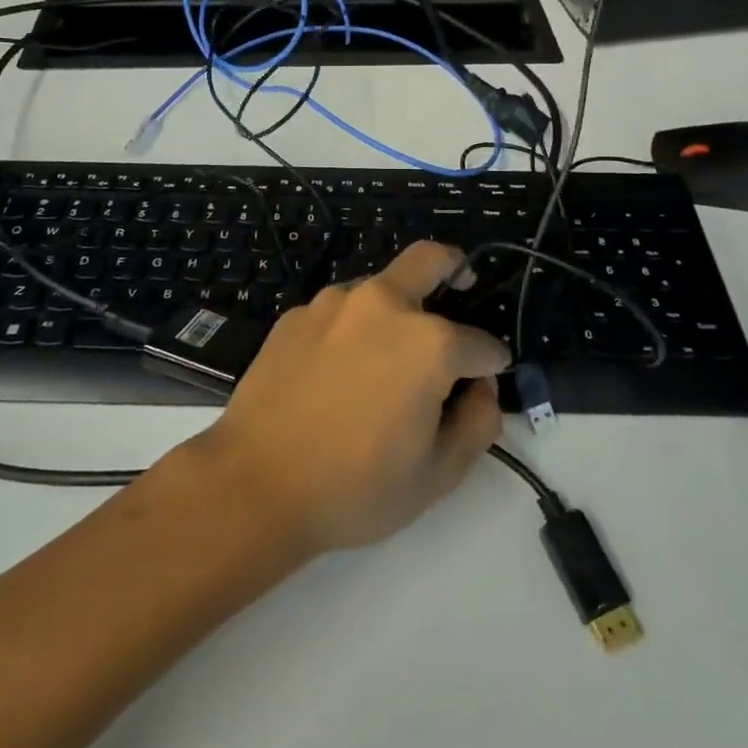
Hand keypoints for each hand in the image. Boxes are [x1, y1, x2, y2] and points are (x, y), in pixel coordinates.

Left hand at [186, 241, 508, 556]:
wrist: (255, 484)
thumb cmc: (356, 487)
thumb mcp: (438, 474)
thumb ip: (478, 423)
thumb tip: (481, 387)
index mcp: (427, 342)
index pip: (481, 344)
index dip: (492, 365)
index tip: (487, 380)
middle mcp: (382, 304)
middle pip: (430, 260)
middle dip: (455, 269)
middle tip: (462, 288)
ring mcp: (332, 304)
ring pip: (379, 287)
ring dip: (397, 308)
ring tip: (387, 358)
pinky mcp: (296, 315)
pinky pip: (339, 312)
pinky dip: (354, 329)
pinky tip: (339, 371)